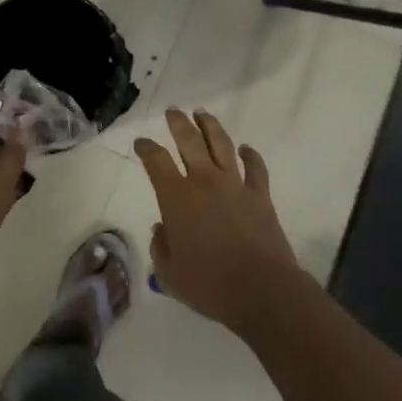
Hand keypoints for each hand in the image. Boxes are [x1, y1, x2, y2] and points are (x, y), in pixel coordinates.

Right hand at [136, 108, 304, 333]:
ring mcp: (235, 184)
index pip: (156, 161)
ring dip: (210, 126)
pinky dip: (251, 155)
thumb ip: (160, 247)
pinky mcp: (260, 195)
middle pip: (189, 140)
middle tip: (173, 111)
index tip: (141, 143)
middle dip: (178, 123)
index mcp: (176, 197)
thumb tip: (162, 229)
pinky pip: (256, 167)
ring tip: (202, 114)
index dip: (146, 148)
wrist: (260, 289)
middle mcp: (204, 181)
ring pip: (221, 144)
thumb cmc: (208, 284)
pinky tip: (246, 148)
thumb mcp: (168, 274)